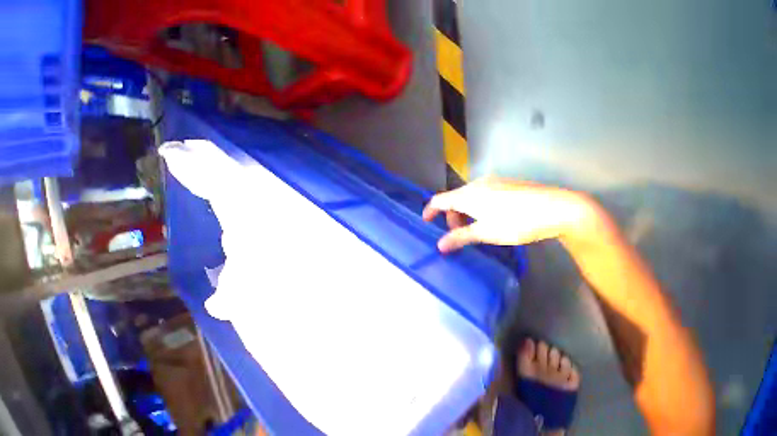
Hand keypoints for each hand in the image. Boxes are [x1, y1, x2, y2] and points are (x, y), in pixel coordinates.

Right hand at [422, 177, 602, 251]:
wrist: (559, 208)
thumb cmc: (517, 222)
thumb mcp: (485, 232)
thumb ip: (460, 237)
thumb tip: (440, 246)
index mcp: (468, 195)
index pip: (440, 200)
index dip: (430, 209)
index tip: (425, 220)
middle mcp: (476, 184)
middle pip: (454, 199)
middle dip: (451, 216)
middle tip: (459, 234)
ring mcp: (492, 182)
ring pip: (467, 197)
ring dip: (464, 212)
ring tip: (475, 227)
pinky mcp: (504, 183)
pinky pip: (480, 194)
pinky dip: (475, 206)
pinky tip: (488, 217)